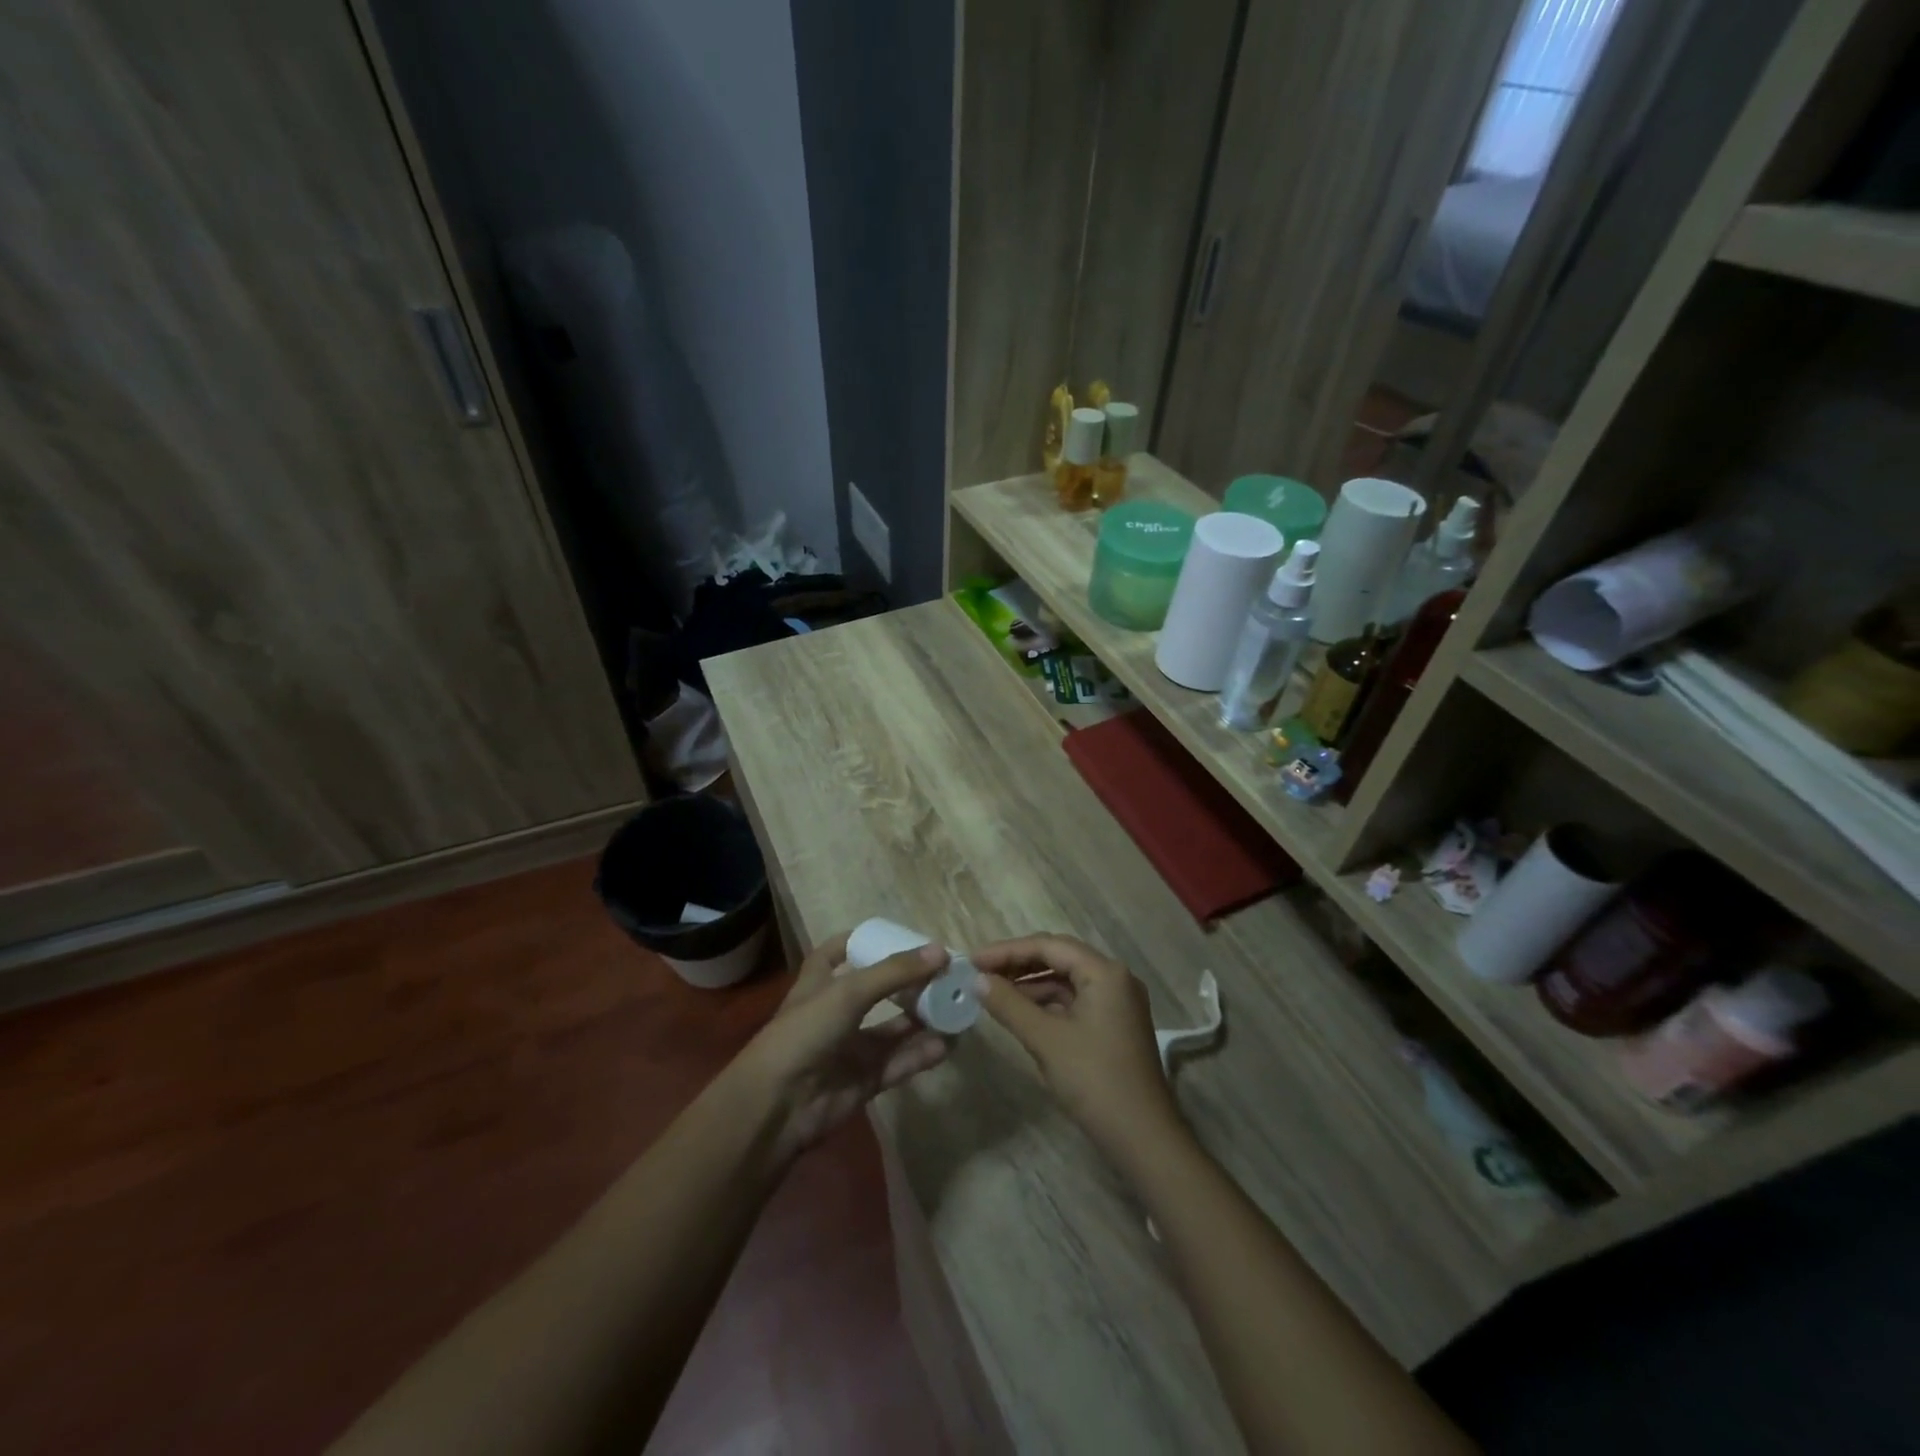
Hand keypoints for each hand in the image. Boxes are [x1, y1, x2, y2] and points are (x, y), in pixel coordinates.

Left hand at [738, 931, 951, 1160]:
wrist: (777, 1106)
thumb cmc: (804, 1032)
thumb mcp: (848, 992)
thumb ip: (895, 972)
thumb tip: (941, 951)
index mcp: (819, 983)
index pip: (837, 952)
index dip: (862, 942)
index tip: (897, 935)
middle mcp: (835, 1012)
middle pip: (878, 991)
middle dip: (909, 983)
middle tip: (946, 974)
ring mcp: (850, 1048)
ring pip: (893, 1029)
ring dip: (922, 1019)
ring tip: (956, 1008)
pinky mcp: (863, 1080)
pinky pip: (899, 1062)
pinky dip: (921, 1054)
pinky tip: (946, 1044)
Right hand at [972, 934, 1189, 1169]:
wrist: (1143, 1138)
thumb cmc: (1094, 1080)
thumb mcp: (1046, 1040)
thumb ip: (1009, 1005)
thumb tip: (978, 980)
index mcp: (1105, 972)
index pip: (1049, 946)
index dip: (1008, 950)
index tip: (973, 960)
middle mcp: (1115, 978)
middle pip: (1059, 958)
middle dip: (1018, 964)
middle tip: (980, 973)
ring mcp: (1117, 1003)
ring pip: (1066, 982)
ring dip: (1031, 985)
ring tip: (993, 994)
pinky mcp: (1114, 1026)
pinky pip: (1074, 1002)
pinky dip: (1047, 1005)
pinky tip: (1021, 1014)